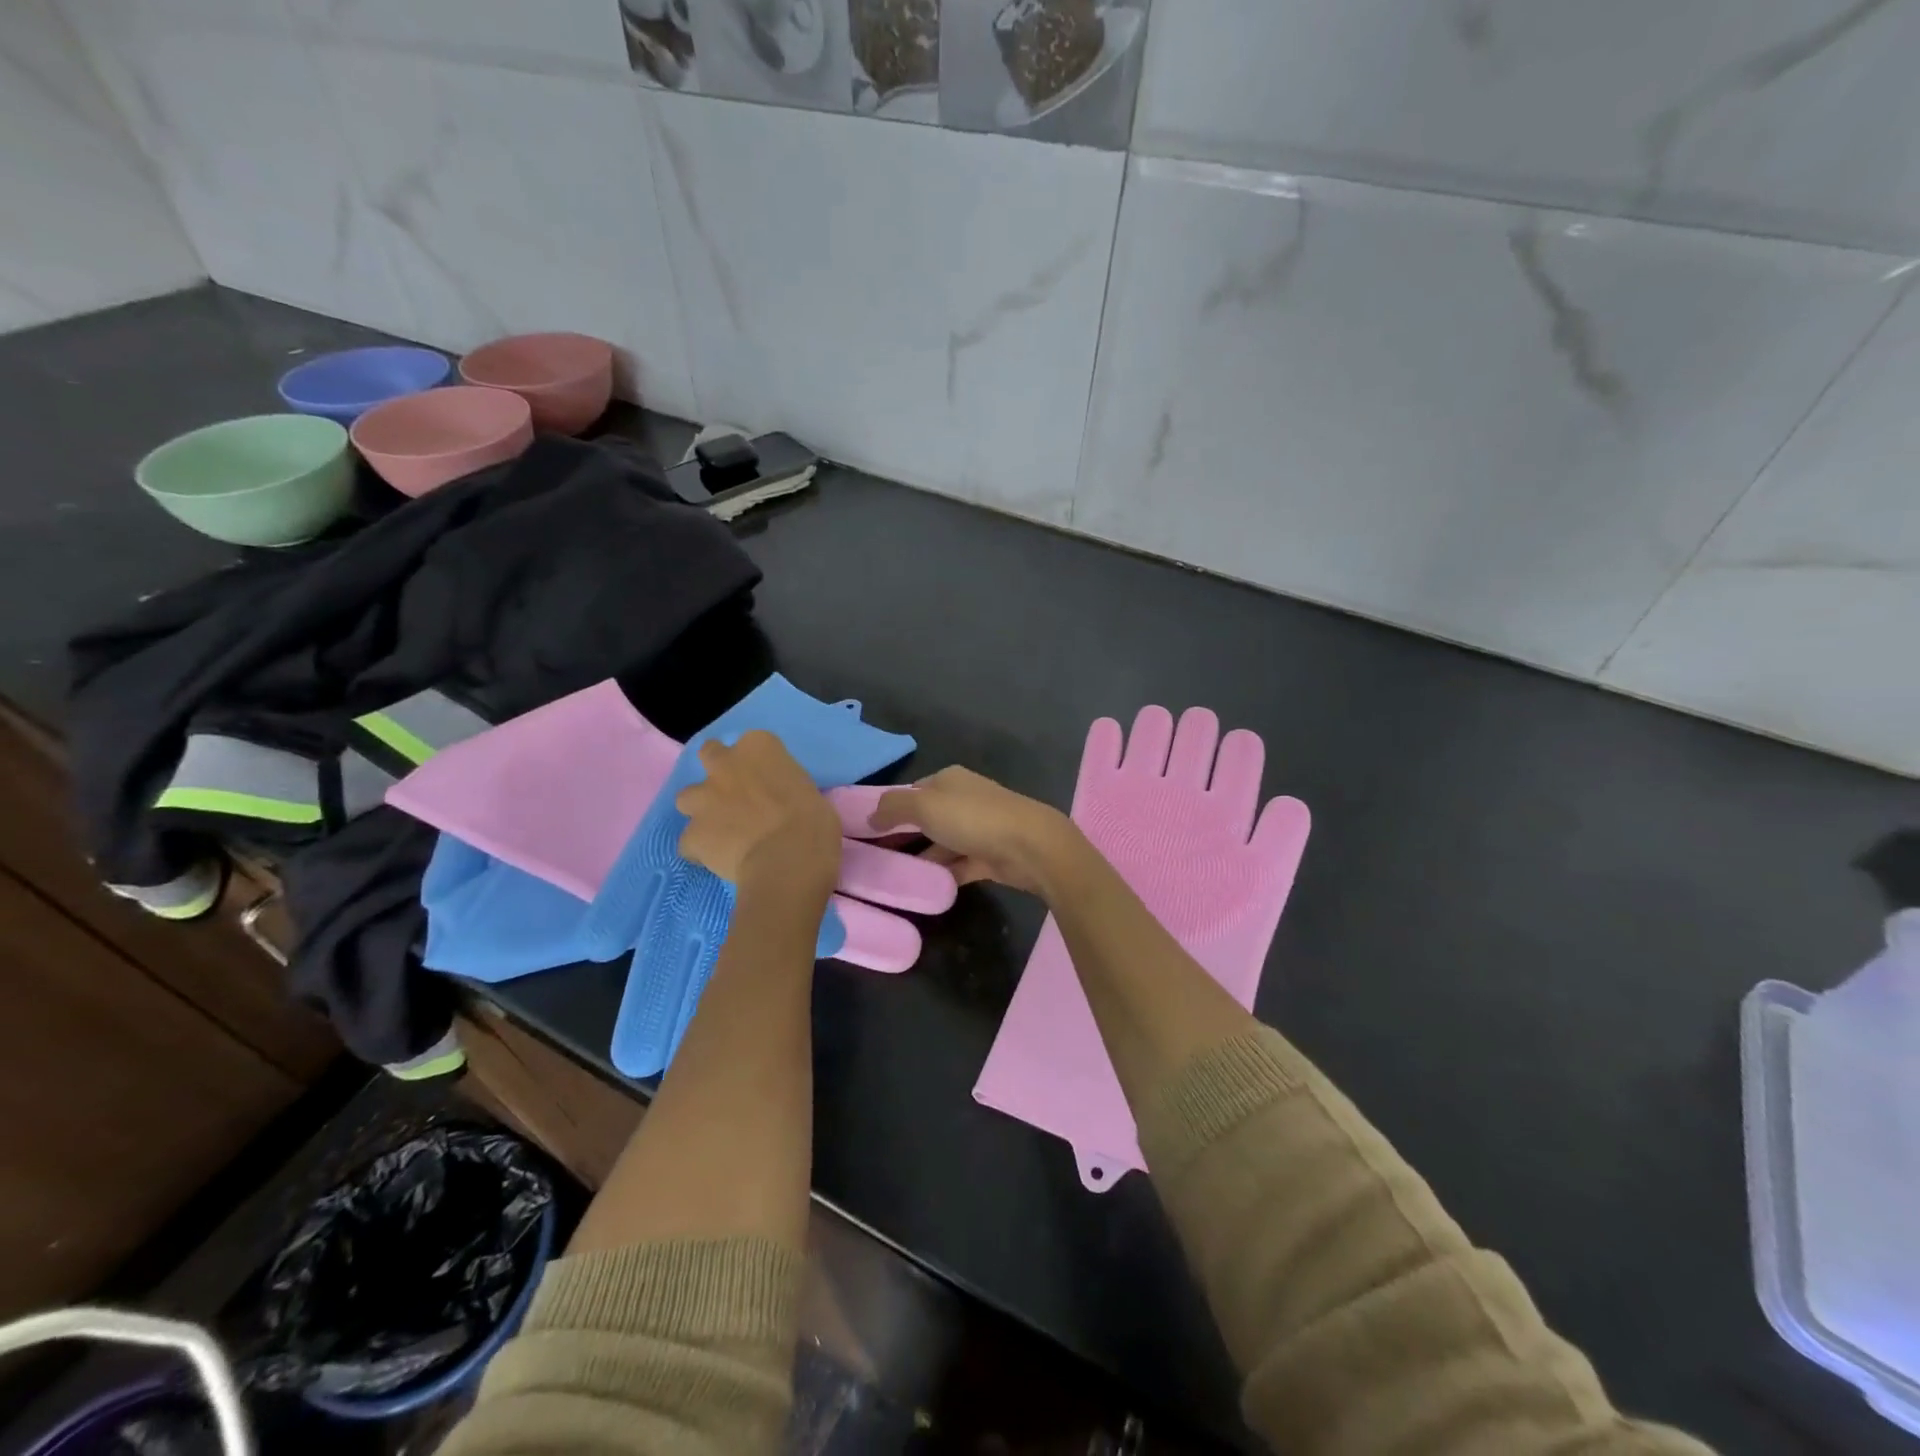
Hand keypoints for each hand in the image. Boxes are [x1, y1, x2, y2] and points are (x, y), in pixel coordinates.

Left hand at [676, 732, 841, 897]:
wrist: (788, 859)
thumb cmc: (813, 822)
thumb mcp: (809, 791)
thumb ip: (786, 788)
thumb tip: (781, 802)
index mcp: (759, 747)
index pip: (754, 744)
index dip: (759, 764)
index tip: (770, 781)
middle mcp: (725, 765)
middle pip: (711, 754)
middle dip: (719, 772)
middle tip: (736, 794)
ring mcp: (704, 798)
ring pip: (688, 797)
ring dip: (701, 810)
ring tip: (721, 830)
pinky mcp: (692, 833)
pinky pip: (689, 842)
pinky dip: (700, 849)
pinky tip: (718, 860)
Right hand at [870, 766, 1079, 895]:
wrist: (1030, 846)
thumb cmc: (973, 818)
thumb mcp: (924, 805)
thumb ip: (893, 807)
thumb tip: (871, 815)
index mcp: (949, 780)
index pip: (913, 791)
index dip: (891, 808)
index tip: (867, 831)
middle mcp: (964, 800)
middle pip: (927, 818)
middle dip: (904, 835)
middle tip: (874, 857)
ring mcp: (979, 829)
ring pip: (942, 843)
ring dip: (922, 858)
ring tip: (894, 877)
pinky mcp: (989, 856)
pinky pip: (959, 865)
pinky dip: (943, 874)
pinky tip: (923, 888)